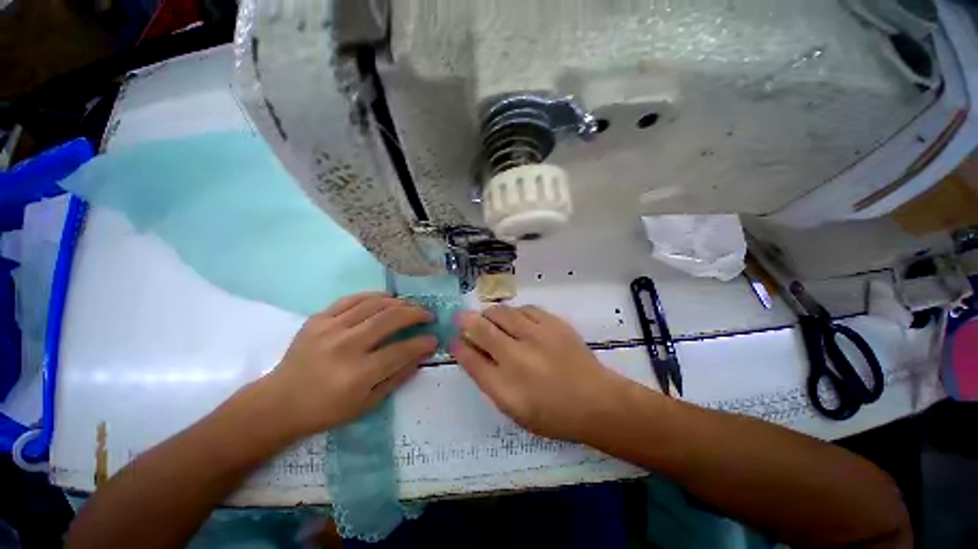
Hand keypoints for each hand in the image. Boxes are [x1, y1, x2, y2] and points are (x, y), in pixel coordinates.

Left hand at [261, 293, 436, 438]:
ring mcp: (330, 329)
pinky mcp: (318, 319)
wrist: (279, 403)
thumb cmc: (326, 410)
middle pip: (390, 319)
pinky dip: (374, 296)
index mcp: (358, 374)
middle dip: (416, 314)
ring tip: (411, 306)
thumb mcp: (367, 404)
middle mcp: (346, 346)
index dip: (422, 343)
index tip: (433, 339)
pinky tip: (387, 298)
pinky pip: (352, 299)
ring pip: (374, 304)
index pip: (401, 351)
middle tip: (428, 315)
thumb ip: (397, 377)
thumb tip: (420, 355)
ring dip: (399, 303)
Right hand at [452, 305, 643, 442]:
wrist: (596, 402)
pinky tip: (517, 321)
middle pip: (481, 327)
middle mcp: (517, 356)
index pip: (470, 358)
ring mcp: (537, 335)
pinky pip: (524, 308)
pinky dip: (514, 313)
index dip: (458, 345)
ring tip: (492, 322)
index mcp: (505, 386)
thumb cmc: (552, 413)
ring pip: (501, 312)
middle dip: (467, 321)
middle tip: (466, 321)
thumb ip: (488, 379)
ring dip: (490, 315)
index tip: (453, 338)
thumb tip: (470, 353)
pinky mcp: (553, 323)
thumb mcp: (513, 408)